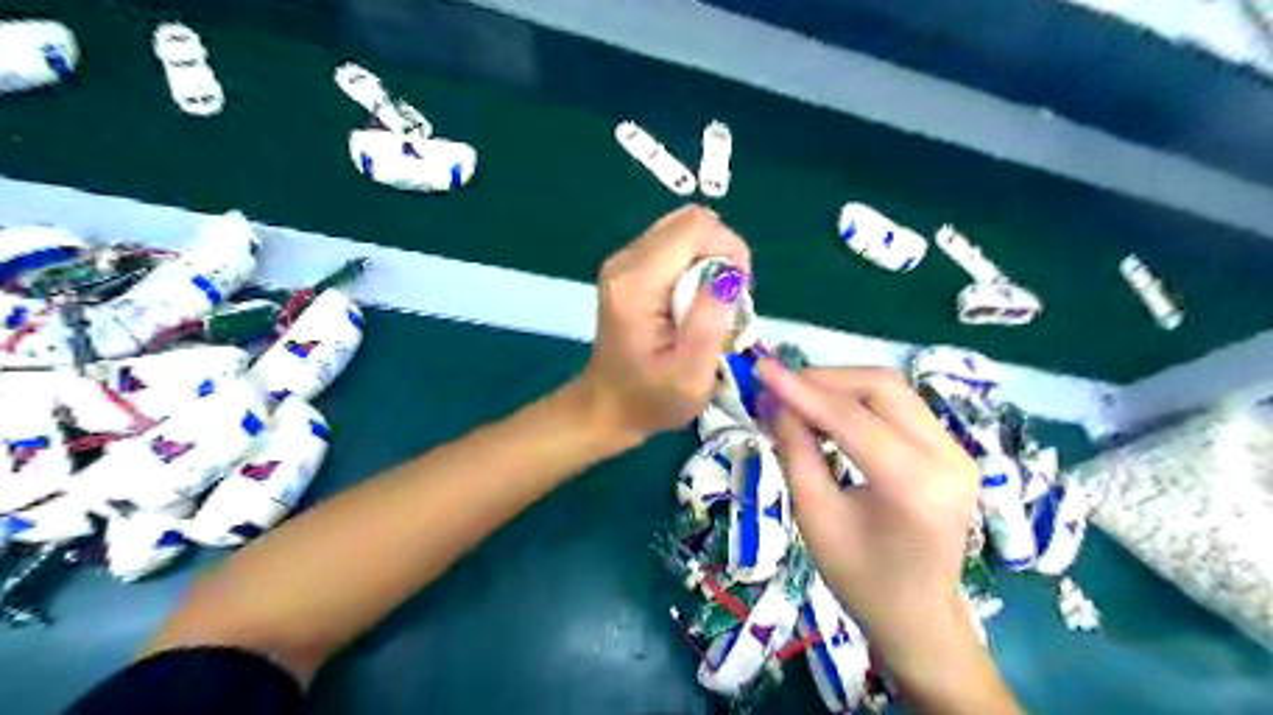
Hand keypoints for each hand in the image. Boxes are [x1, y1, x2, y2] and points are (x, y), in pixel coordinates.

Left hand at [582, 203, 747, 442]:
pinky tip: (696, 298)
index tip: (739, 294)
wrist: (608, 406)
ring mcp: (623, 261)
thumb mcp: (690, 376)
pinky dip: (697, 264)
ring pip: (683, 229)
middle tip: (729, 300)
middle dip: (723, 253)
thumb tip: (729, 276)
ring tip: (713, 301)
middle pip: (690, 221)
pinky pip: (674, 244)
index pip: (696, 229)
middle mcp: (625, 261)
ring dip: (711, 259)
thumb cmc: (651, 399)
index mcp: (637, 283)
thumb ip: (710, 323)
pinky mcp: (628, 268)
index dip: (730, 251)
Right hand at [760, 366, 1022, 710]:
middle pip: (880, 387)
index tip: (760, 369)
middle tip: (778, 386)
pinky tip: (827, 411)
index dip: (801, 390)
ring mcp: (956, 450)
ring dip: (839, 386)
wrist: (918, 614)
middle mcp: (947, 457)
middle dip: (823, 380)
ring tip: (796, 397)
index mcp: (915, 486)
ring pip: (891, 389)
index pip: (852, 419)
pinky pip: (899, 405)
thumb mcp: (814, 517)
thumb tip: (773, 401)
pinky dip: (858, 400)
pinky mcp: (951, 448)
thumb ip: (795, 451)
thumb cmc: (859, 579)